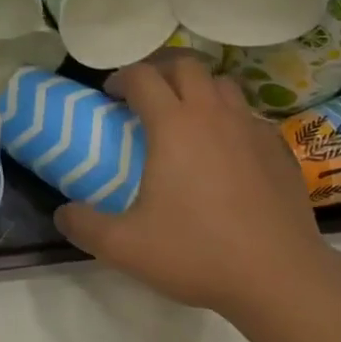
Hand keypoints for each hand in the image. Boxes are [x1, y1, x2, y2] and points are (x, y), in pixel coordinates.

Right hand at [54, 53, 340, 318]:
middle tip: (146, 95)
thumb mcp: (125, 246)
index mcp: (174, 125)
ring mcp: (251, 129)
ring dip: (198, 88)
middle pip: (186, 66)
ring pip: (223, 84)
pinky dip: (230, 117)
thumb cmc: (197, 252)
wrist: (279, 275)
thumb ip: (85, 226)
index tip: (111, 95)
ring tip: (186, 114)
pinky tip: (225, 149)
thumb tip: (61, 214)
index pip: (143, 76)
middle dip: (160, 70)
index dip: (122, 78)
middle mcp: (213, 114)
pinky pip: (249, 115)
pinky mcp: (278, 149)